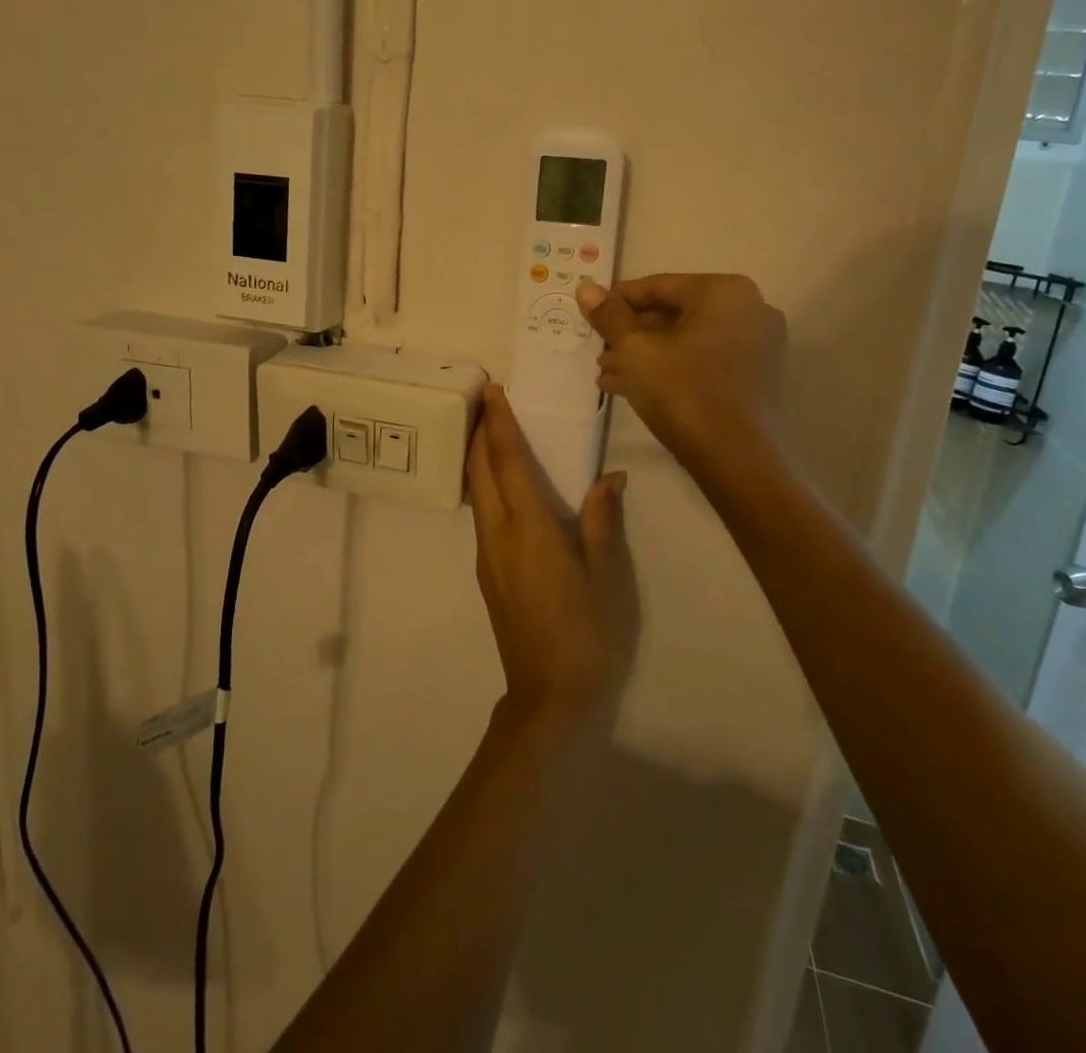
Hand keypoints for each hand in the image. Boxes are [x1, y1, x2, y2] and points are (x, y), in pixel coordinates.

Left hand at [466, 386, 633, 731]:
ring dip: (477, 456)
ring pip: (475, 491)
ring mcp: (487, 554)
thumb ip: (602, 520)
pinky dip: (483, 484)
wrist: (548, 693)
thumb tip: (610, 476)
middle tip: (485, 401)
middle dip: (478, 432)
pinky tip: (498, 484)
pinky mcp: (487, 572)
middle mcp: (498, 533)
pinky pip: (480, 513)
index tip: (492, 391)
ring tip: (488, 431)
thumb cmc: (586, 631)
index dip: (498, 424)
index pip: (506, 461)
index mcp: (529, 526)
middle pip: (479, 470)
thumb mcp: (606, 574)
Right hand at [576, 273, 785, 471]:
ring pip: (686, 340)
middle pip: (674, 313)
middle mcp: (750, 310)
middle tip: (598, 351)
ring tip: (607, 374)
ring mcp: (757, 346)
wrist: (734, 460)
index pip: (658, 286)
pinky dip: (670, 368)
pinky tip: (632, 387)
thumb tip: (585, 286)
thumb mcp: (635, 350)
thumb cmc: (682, 392)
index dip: (617, 301)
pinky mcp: (755, 377)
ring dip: (645, 354)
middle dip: (631, 334)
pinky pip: (704, 360)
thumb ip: (609, 315)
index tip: (588, 316)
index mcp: (725, 292)